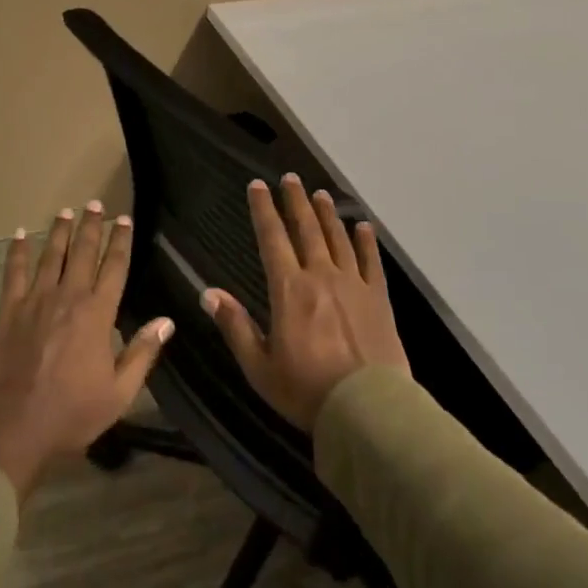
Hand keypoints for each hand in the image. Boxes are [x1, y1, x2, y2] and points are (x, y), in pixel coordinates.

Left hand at [0, 203, 173, 502]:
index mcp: (97, 314)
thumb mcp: (119, 392)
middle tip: (94, 203)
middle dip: (91, 226)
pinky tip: (19, 234)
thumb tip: (166, 320)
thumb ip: (143, 353)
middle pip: (82, 252)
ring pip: (50, 255)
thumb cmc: (71, 412)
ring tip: (65, 211)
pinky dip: (17, 252)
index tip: (124, 220)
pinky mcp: (9, 310)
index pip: (114, 267)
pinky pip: (14, 272)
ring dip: (59, 231)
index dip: (121, 241)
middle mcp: (69, 297)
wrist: (14, 425)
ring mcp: (36, 300)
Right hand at [203, 175, 409, 430]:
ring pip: (337, 239)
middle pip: (306, 229)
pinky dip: (366, 242)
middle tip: (290, 177)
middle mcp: (320, 276)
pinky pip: (371, 262)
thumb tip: (208, 293)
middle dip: (295, 200)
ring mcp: (353, 284)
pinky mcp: (379, 299)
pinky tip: (363, 227)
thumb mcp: (259, 366)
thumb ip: (235, 326)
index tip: (257, 185)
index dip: (263, 209)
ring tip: (320, 194)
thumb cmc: (306, 390)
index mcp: (289, 289)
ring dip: (327, 214)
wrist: (367, 410)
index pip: (272, 238)